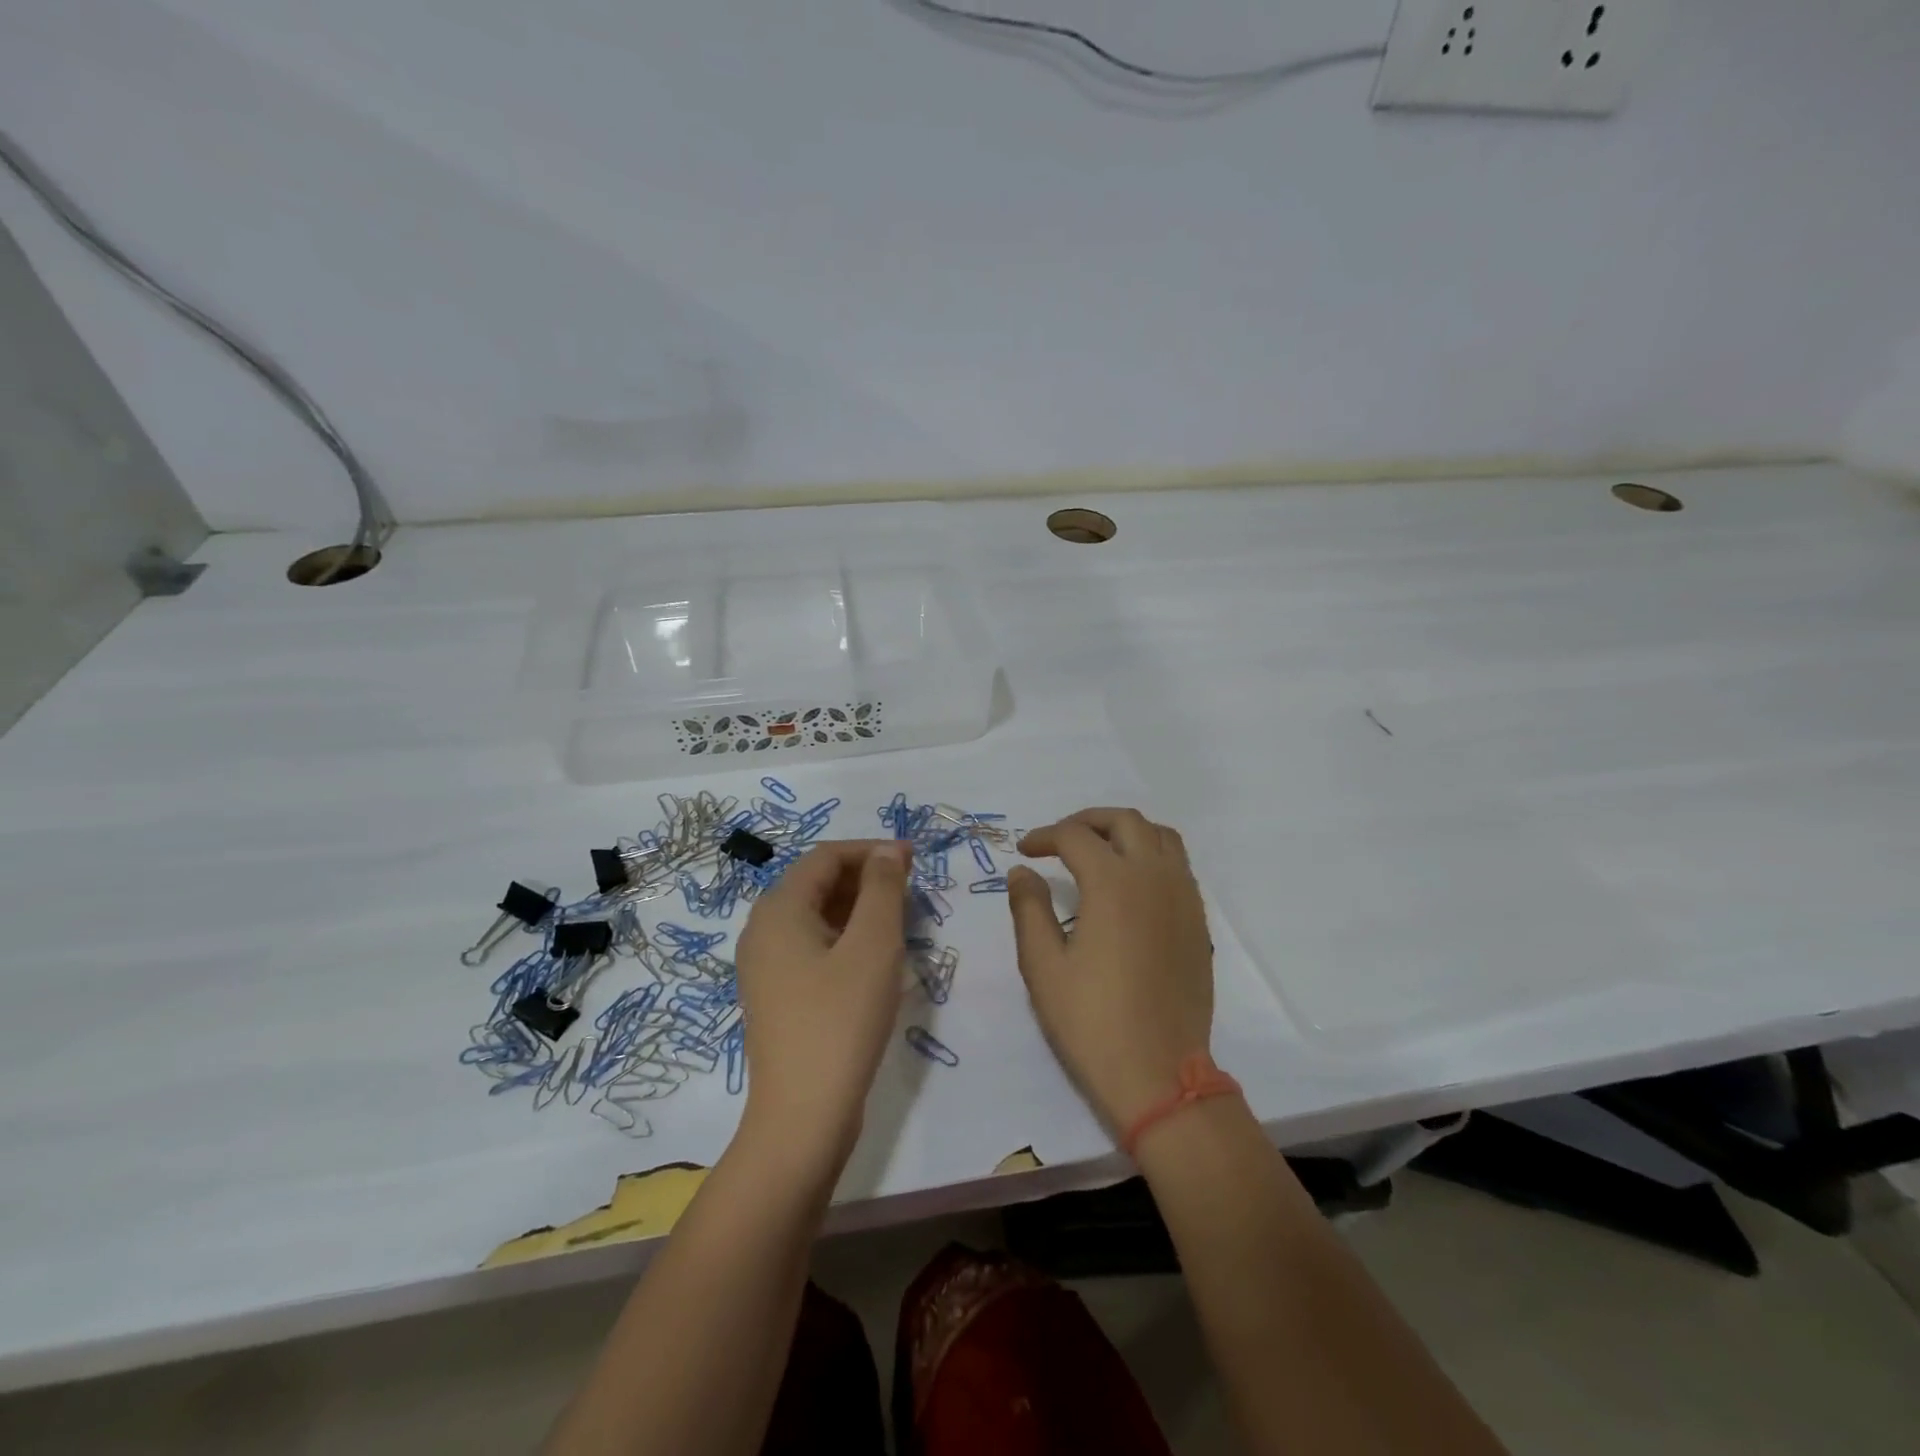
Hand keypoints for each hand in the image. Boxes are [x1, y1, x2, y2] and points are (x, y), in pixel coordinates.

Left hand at [734, 840, 911, 1167]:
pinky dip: (845, 938)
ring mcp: (766, 966)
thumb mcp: (873, 946)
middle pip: (817, 883)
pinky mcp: (777, 995)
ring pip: (816, 916)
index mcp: (778, 909)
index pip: (825, 856)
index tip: (914, 860)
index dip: (871, 850)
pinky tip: (875, 958)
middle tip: (912, 890)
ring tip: (901, 921)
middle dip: (866, 878)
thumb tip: (888, 851)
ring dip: (859, 908)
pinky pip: (812, 947)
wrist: (803, 1117)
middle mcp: (763, 930)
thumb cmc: (841, 1020)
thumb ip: (883, 888)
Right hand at [1007, 808, 1214, 1135]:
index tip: (1025, 851)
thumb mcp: (1043, 966)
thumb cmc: (1092, 1021)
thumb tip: (1022, 872)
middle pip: (1124, 821)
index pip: (1075, 837)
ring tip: (1099, 850)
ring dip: (1126, 831)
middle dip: (1087, 821)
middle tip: (1059, 839)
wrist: (1159, 1073)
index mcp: (1113, 884)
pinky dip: (1152, 854)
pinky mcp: (1198, 921)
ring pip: (1160, 836)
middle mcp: (1154, 878)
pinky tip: (1130, 883)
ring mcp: (1183, 897)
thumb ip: (1029, 909)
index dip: (1044, 837)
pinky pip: (1178, 865)